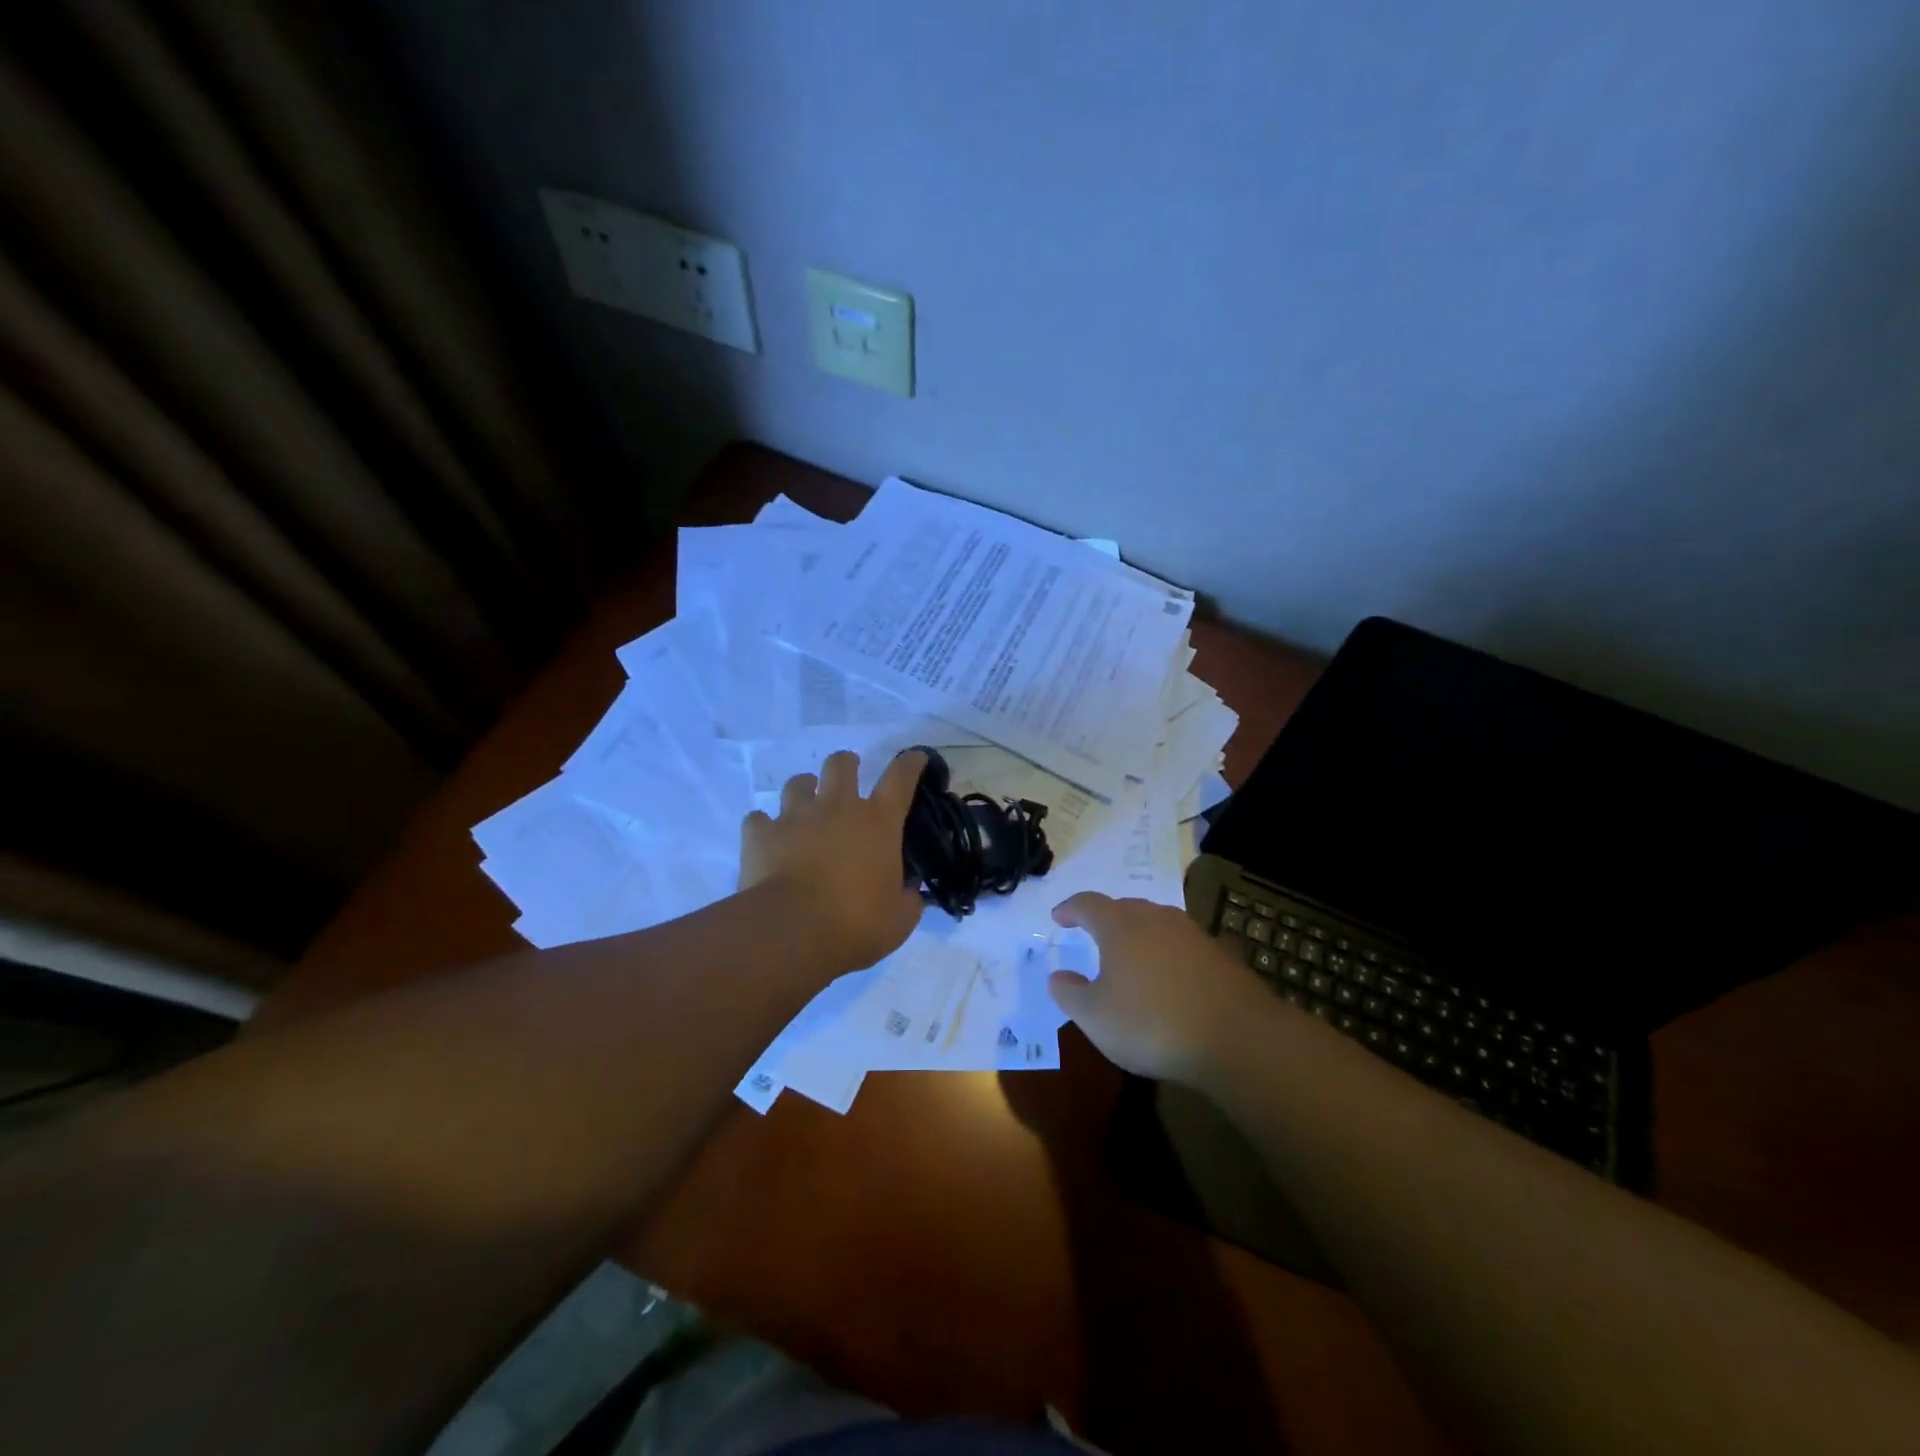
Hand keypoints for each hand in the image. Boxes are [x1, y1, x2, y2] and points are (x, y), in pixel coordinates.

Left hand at [739, 749, 926, 970]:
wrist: (791, 931)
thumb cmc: (855, 923)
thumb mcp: (898, 919)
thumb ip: (908, 900)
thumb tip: (910, 892)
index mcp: (878, 822)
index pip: (900, 779)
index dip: (910, 764)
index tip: (915, 757)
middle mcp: (837, 807)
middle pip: (841, 764)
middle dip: (846, 764)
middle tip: (848, 776)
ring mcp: (795, 816)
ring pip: (798, 783)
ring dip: (804, 789)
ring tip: (805, 804)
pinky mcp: (760, 833)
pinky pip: (759, 818)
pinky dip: (764, 825)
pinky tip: (767, 838)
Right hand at [1048, 892, 1268, 1084]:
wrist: (1237, 1038)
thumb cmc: (1151, 1023)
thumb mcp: (1095, 1017)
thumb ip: (1069, 994)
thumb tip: (1058, 976)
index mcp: (1120, 925)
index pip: (1087, 904)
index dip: (1070, 909)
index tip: (1058, 917)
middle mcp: (1155, 918)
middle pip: (1124, 908)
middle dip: (1105, 919)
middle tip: (1093, 936)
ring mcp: (1192, 934)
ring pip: (1156, 923)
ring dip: (1139, 935)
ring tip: (1130, 957)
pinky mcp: (1219, 955)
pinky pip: (1182, 945)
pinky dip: (1167, 955)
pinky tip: (1169, 979)